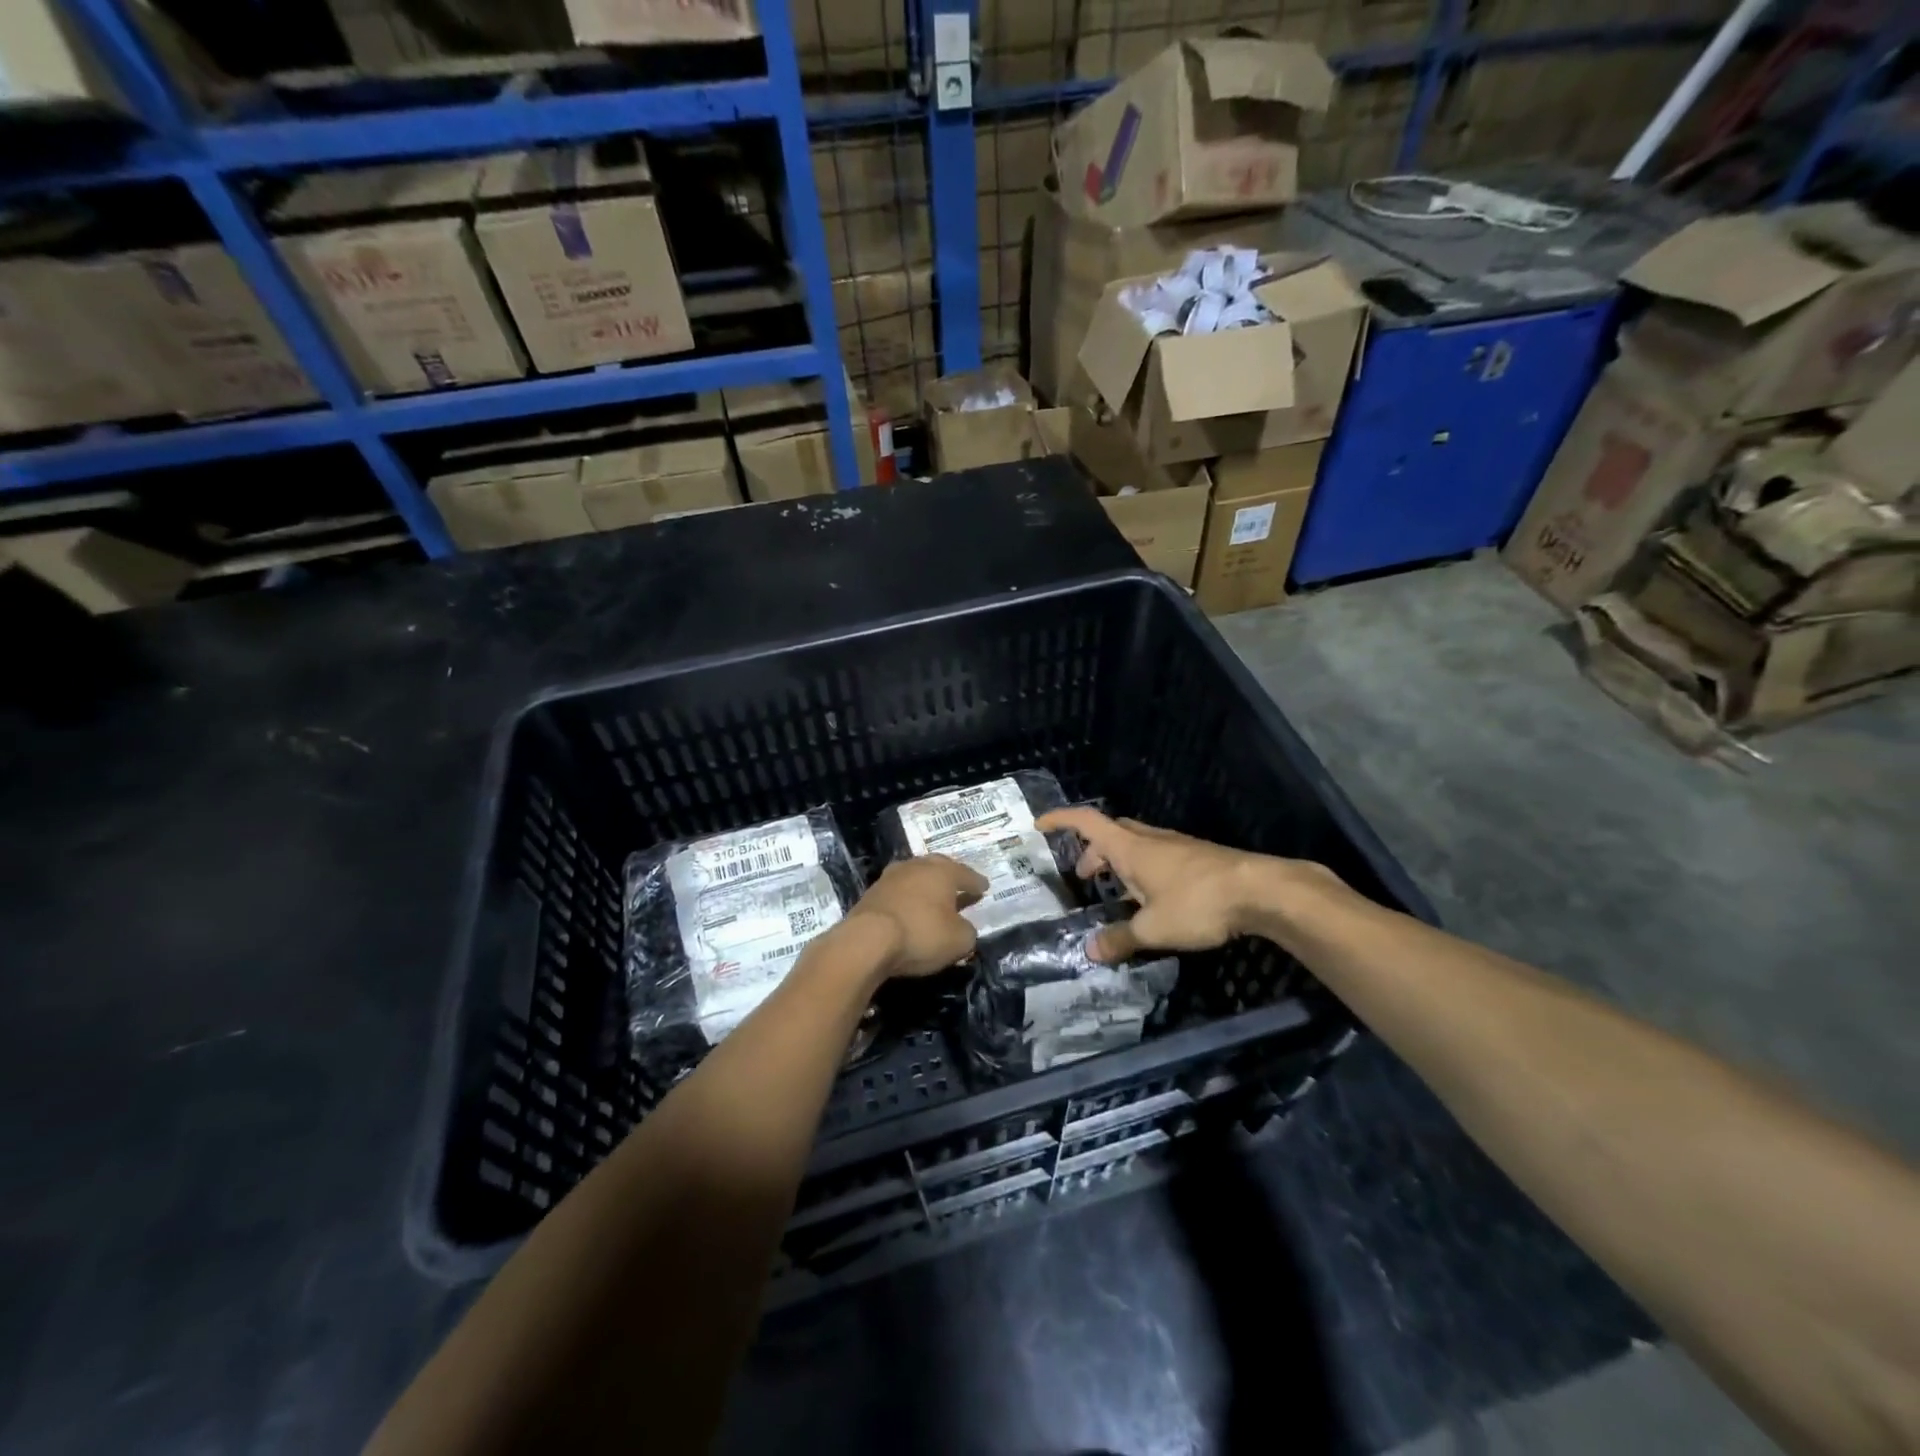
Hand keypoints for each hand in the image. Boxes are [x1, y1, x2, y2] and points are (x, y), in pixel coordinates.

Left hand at [842, 855, 988, 979]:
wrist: (867, 940)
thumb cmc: (921, 934)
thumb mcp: (959, 941)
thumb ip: (967, 932)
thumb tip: (964, 928)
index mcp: (943, 872)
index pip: (966, 875)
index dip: (977, 883)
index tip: (984, 888)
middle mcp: (917, 866)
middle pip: (938, 867)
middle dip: (950, 877)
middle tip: (959, 886)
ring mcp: (891, 877)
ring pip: (915, 876)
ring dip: (925, 886)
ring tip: (933, 897)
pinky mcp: (871, 893)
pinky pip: (898, 892)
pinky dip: (907, 898)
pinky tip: (909, 908)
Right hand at [1036, 809, 1336, 962]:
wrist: (1261, 891)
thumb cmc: (1198, 903)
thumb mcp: (1153, 928)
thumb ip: (1120, 939)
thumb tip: (1090, 951)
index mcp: (1130, 848)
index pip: (1086, 822)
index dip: (1060, 820)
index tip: (1039, 825)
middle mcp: (1150, 840)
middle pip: (1112, 833)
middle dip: (1093, 851)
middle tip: (1085, 877)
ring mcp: (1177, 846)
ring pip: (1136, 844)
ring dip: (1119, 861)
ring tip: (1117, 893)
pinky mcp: (1198, 858)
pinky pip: (1158, 856)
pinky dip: (1143, 870)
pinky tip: (1153, 900)